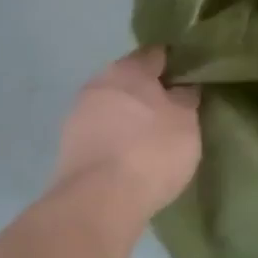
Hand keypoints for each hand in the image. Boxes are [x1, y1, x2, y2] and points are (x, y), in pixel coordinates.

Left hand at [52, 47, 199, 218]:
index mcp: (129, 68)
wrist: (97, 204)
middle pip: (130, 80)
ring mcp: (78, 116)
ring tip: (151, 141)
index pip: (157, 54)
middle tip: (172, 112)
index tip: (190, 80)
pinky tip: (130, 161)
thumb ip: (186, 98)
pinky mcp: (67, 149)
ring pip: (112, 108)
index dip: (175, 64)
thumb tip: (183, 87)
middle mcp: (100, 83)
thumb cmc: (151, 151)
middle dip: (149, 93)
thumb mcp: (186, 121)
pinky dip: (114, 142)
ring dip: (129, 118)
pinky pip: (100, 135)